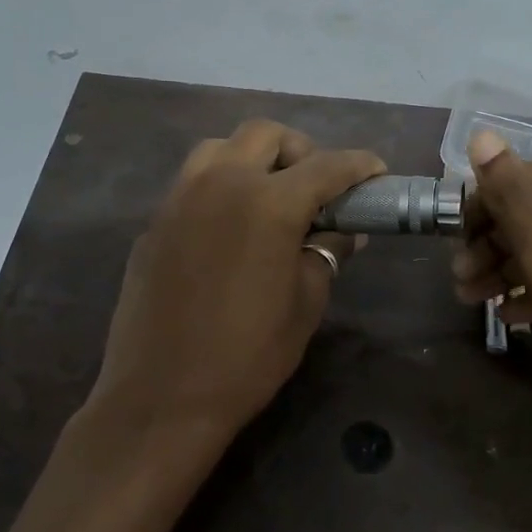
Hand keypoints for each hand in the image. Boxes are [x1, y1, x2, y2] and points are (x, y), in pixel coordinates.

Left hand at [89, 119, 385, 435]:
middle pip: (265, 135)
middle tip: (316, 186)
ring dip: (253, 158)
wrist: (162, 396)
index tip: (376, 171)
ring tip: (270, 195)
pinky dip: (221, 185)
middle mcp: (221, 184)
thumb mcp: (306, 304)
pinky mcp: (154, 222)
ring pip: (220, 147)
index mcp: (269, 203)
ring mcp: (180, 199)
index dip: (358, 166)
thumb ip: (326, 254)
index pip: (326, 166)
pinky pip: (192, 182)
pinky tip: (231, 227)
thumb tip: (343, 232)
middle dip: (300, 150)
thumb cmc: (248, 355)